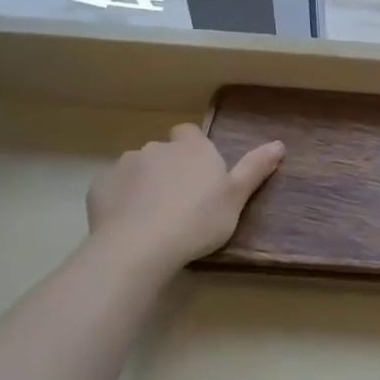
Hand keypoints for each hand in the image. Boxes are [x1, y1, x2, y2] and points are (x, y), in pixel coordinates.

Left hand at [86, 124, 284, 272]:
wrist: (139, 246)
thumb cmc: (198, 220)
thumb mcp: (236, 198)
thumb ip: (255, 168)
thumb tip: (279, 144)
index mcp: (192, 148)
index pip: (190, 133)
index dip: (193, 150)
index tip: (200, 174)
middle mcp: (158, 148)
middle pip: (164, 152)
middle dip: (169, 169)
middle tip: (181, 203)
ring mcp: (125, 165)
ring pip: (137, 169)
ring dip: (144, 184)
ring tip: (153, 217)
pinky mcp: (100, 187)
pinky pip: (114, 188)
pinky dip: (121, 201)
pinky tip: (128, 224)